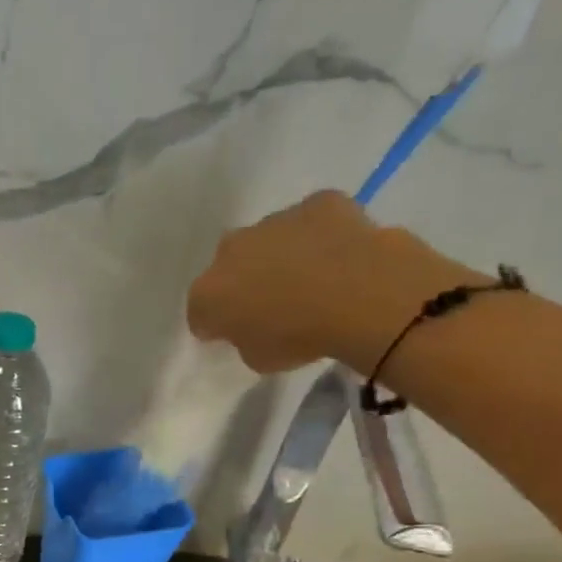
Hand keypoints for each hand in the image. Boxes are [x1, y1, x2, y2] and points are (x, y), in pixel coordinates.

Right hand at [186, 190, 471, 373]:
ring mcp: (273, 221)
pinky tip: (340, 256)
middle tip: (271, 304)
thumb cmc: (301, 337)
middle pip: (229, 266)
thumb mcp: (259, 359)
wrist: (361, 295)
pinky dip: (320, 235)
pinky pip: (311, 221)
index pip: (200, 313)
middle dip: (243, 281)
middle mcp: (230, 250)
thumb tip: (252, 327)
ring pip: (268, 239)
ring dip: (280, 256)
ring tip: (312, 280)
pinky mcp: (317, 202)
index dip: (216, 325)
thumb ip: (245, 339)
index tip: (234, 335)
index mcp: (208, 293)